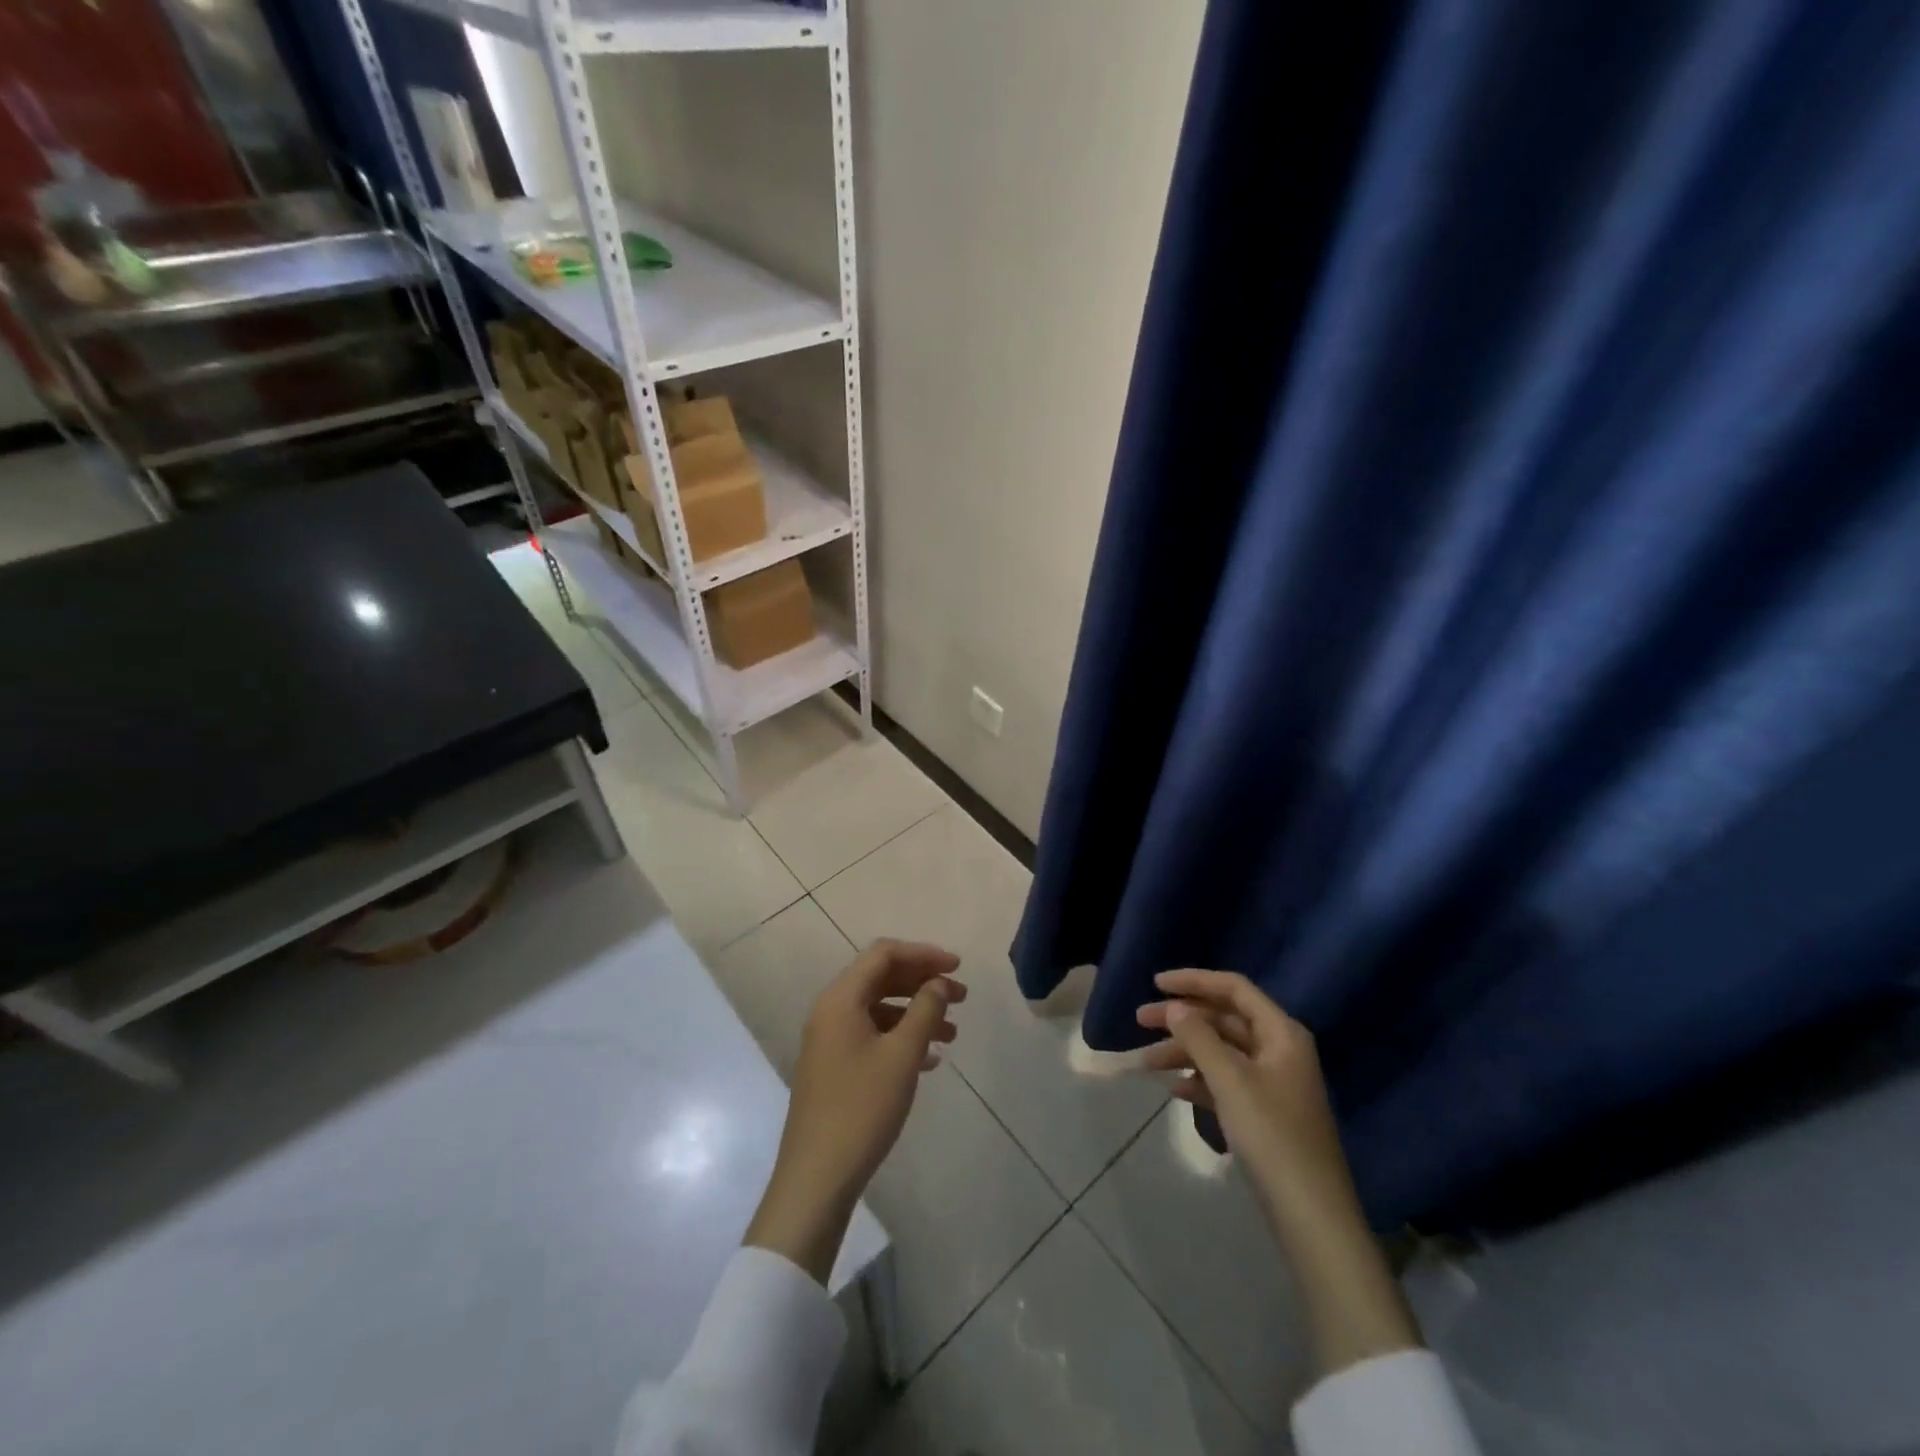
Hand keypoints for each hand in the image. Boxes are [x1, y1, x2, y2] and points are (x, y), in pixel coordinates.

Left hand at [745, 940, 964, 1282]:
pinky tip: (930, 1059)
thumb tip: (939, 983)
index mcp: (841, 998)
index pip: (884, 954)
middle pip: (881, 978)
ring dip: (916, 1012)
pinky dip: (901, 1037)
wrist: (816, 1177)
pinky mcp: (833, 1066)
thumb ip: (925, 1010)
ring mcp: (829, 1040)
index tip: (958, 967)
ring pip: (879, 1009)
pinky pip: (872, 1035)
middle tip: (962, 997)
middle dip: (923, 983)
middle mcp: (831, 1011)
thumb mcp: (902, 1055)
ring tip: (953, 1033)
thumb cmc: (862, 1108)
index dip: (923, 954)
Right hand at [1137, 968, 1420, 1371]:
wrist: (1311, 1215)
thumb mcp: (1230, 1080)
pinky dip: (1199, 1080)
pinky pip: (1226, 1081)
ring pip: (1221, 1051)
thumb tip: (1175, 1006)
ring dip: (1184, 1052)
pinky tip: (1174, 1090)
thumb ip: (1199, 1037)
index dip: (1194, 980)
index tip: (1155, 984)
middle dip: (1182, 1019)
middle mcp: (1279, 1049)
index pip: (1234, 988)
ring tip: (1146, 1063)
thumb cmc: (1272, 1135)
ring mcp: (1273, 1082)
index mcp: (1281, 1032)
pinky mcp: (1265, 1112)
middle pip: (1224, 1019)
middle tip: (1139, 1022)